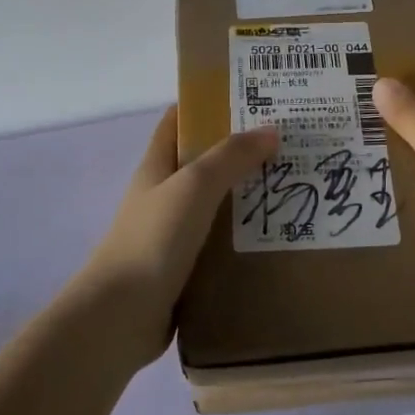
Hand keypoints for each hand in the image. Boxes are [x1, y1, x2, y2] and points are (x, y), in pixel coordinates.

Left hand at [74, 107, 278, 366]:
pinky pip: (219, 242)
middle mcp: (163, 195)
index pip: (178, 121)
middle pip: (203, 162)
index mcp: (157, 167)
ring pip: (215, 204)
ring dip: (247, 195)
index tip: (251, 97)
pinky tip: (277, 236)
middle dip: (240, 150)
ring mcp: (172, 233)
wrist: (120, 316)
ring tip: (294, 186)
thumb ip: (230, 156)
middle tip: (289, 143)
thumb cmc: (154, 241)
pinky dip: (244, 236)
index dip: (208, 104)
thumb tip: (270, 129)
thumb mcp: (194, 187)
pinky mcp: (184, 267)